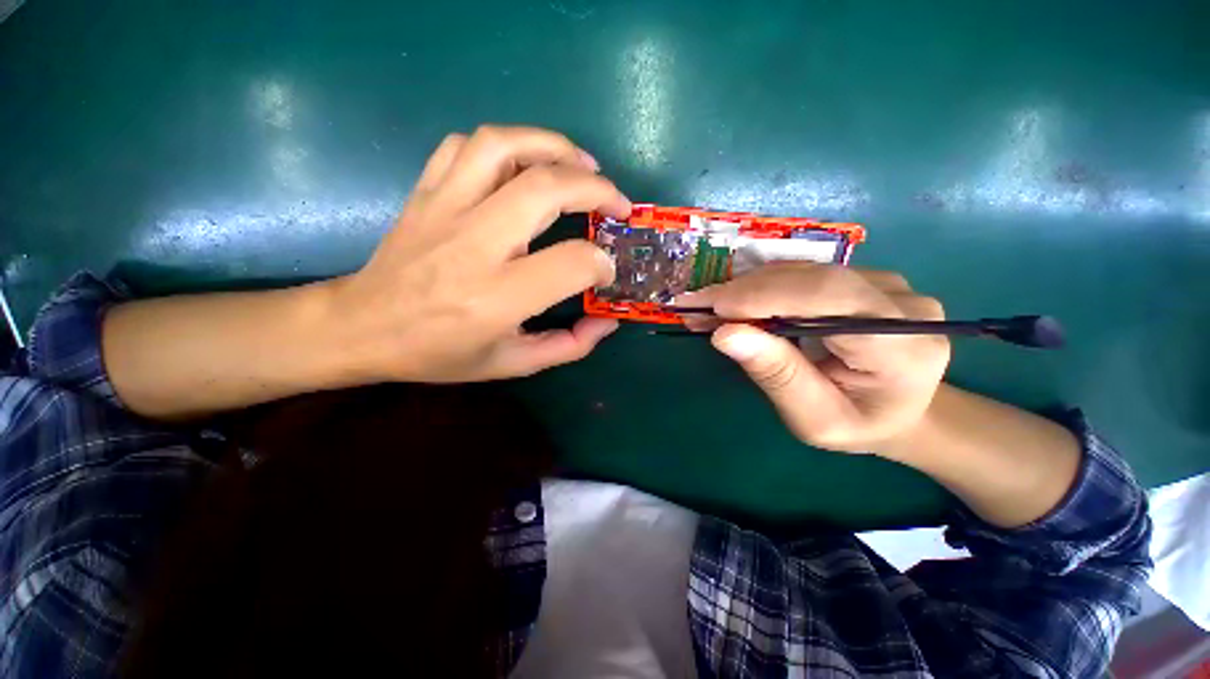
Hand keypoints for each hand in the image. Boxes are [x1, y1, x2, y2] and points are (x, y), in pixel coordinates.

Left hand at [327, 126, 631, 382]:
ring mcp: (443, 209)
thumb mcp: (512, 364)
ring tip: (582, 164)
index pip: (571, 262)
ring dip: (554, 147)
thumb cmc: (439, 353)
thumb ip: (568, 346)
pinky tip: (525, 164)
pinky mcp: (425, 192)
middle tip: (618, 203)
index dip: (600, 263)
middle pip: (545, 189)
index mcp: (496, 298)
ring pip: (504, 147)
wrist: (361, 327)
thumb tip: (607, 321)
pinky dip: (507, 145)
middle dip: (596, 188)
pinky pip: (465, 146)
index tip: (606, 270)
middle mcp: (473, 245)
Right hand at [678, 264, 949, 453]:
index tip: (714, 307)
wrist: (899, 412)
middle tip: (696, 305)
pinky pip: (806, 275)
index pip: (832, 299)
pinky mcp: (867, 279)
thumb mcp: (814, 418)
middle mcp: (903, 303)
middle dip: (747, 290)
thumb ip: (776, 375)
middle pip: (814, 279)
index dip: (768, 296)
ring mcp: (887, 285)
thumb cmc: (857, 424)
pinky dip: (764, 287)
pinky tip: (737, 302)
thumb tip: (726, 334)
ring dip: (749, 287)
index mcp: (903, 347)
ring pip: (805, 272)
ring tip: (709, 306)